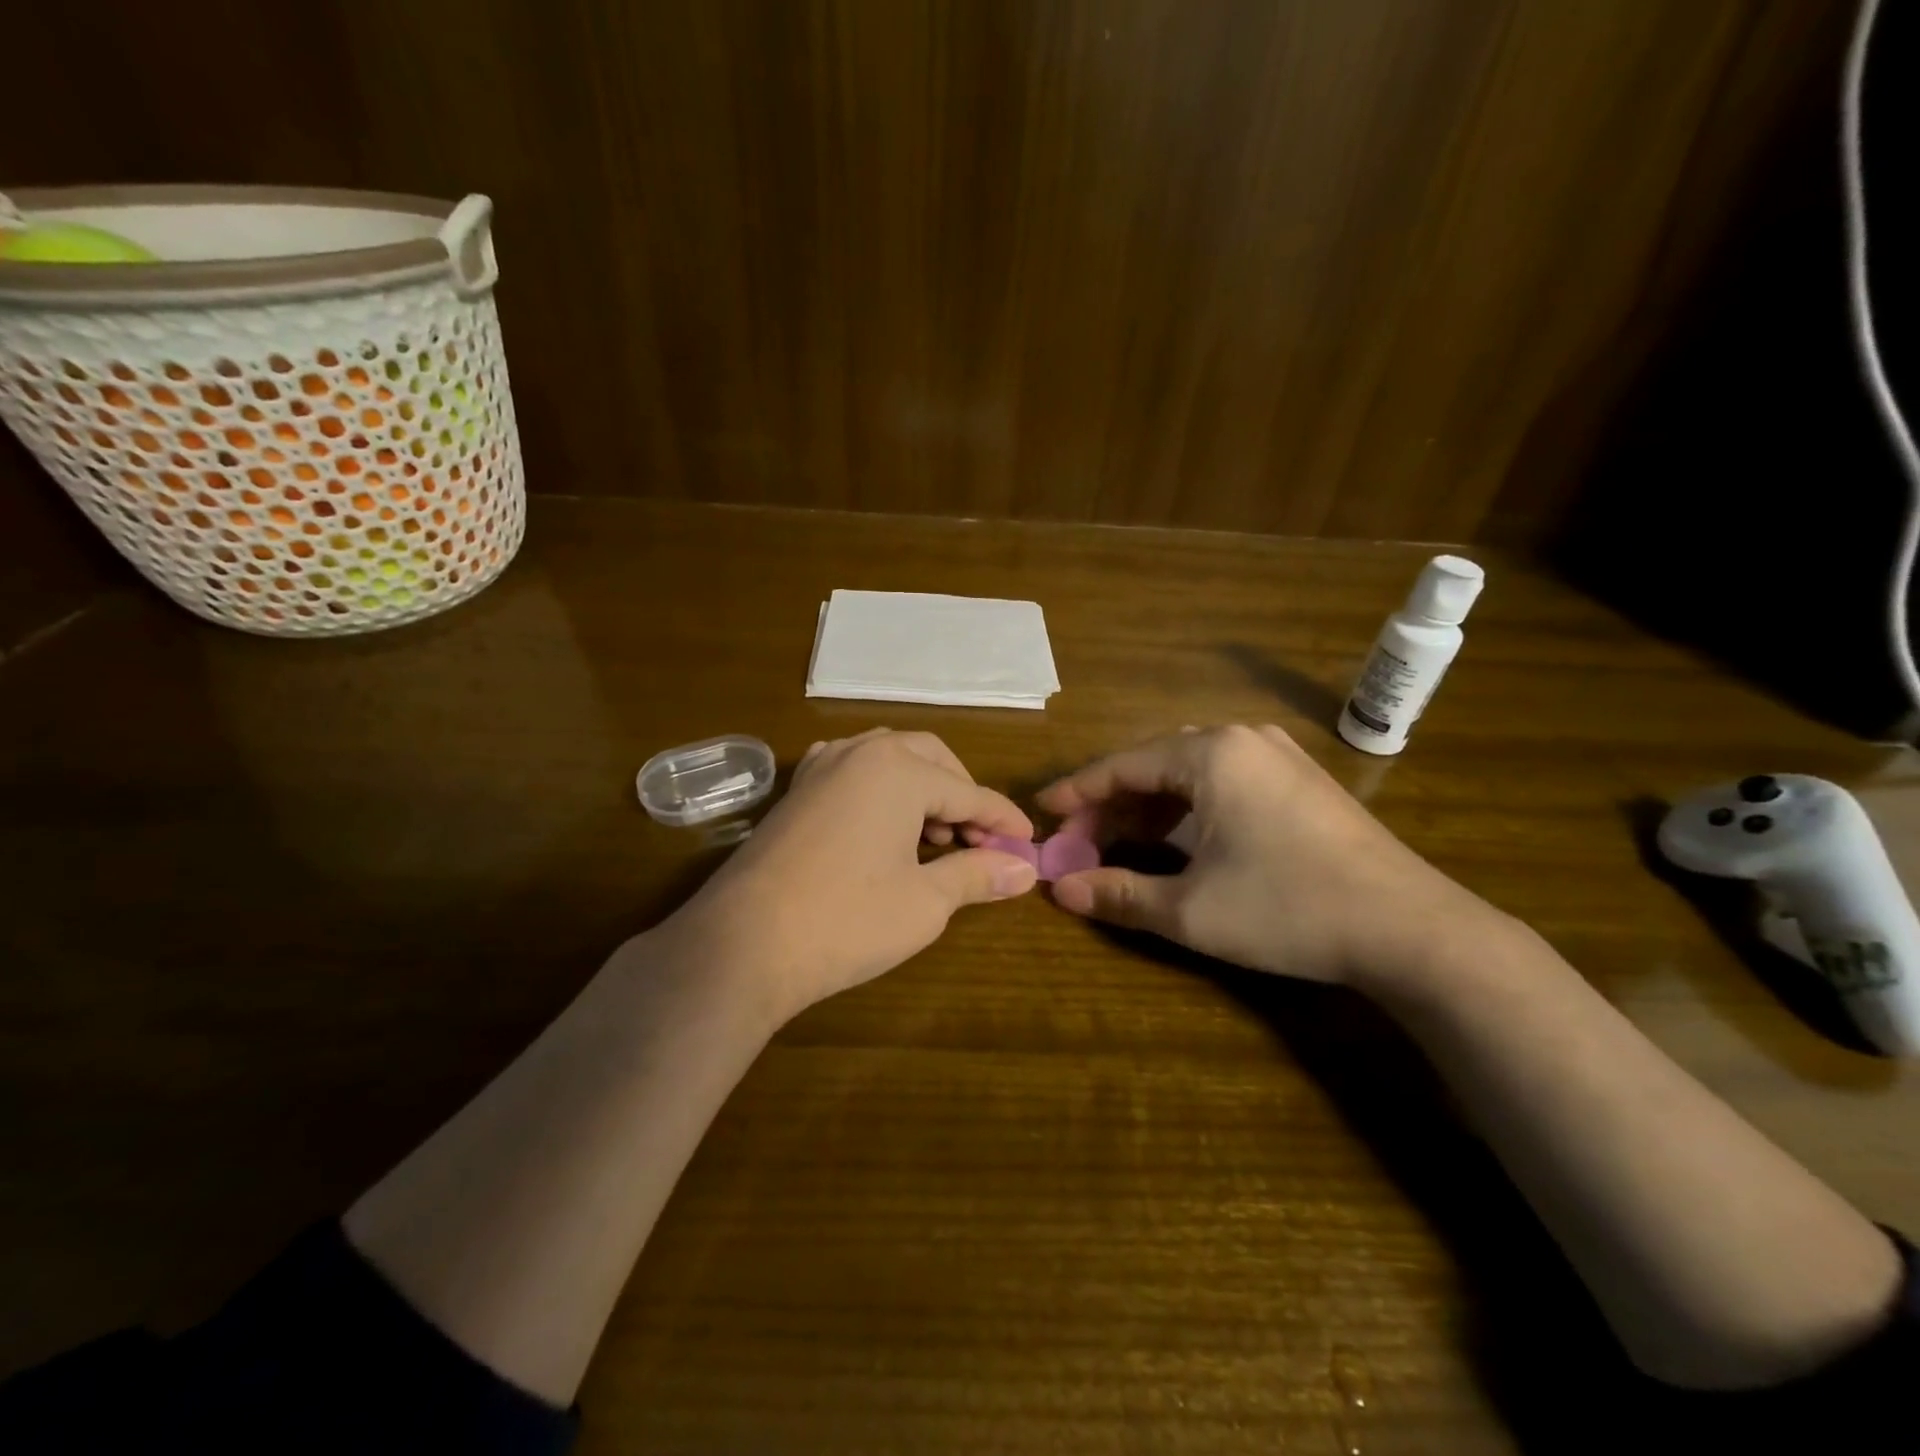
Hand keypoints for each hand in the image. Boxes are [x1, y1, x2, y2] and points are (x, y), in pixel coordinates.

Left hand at [670, 729, 1037, 1020]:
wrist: (743, 944)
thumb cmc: (846, 919)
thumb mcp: (925, 901)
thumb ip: (977, 875)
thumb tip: (1025, 870)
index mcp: (899, 769)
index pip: (969, 792)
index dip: (1002, 820)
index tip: (1028, 842)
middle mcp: (860, 752)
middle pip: (931, 760)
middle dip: (962, 795)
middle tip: (978, 840)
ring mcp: (820, 767)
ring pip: (889, 759)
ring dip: (922, 790)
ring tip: (934, 839)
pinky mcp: (795, 791)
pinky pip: (852, 771)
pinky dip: (880, 790)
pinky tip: (882, 825)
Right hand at [1038, 724, 1502, 986]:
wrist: (1412, 930)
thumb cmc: (1288, 909)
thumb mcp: (1191, 909)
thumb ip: (1119, 894)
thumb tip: (1061, 892)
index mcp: (1210, 753)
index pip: (1122, 765)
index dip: (1077, 792)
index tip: (1043, 812)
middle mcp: (1242, 739)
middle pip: (1154, 764)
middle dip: (1112, 803)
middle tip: (1080, 841)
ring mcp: (1278, 756)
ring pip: (1190, 772)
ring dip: (1150, 806)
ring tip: (1121, 843)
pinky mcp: (1301, 781)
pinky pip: (1224, 780)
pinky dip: (1189, 808)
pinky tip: (1179, 839)